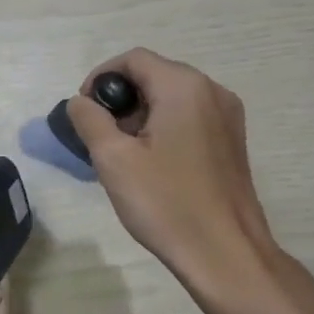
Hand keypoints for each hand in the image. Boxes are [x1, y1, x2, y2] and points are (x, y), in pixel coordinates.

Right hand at [66, 48, 313, 313]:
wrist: (225, 254)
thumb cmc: (166, 202)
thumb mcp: (113, 158)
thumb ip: (89, 119)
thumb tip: (81, 101)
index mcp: (184, 87)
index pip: (133, 59)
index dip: (101, 78)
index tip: (84, 112)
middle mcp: (212, 91)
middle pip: (154, 74)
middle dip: (121, 99)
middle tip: (99, 135)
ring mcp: (228, 117)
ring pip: (171, 97)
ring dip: (140, 114)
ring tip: (122, 153)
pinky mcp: (232, 142)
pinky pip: (189, 117)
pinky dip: (163, 127)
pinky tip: (151, 163)